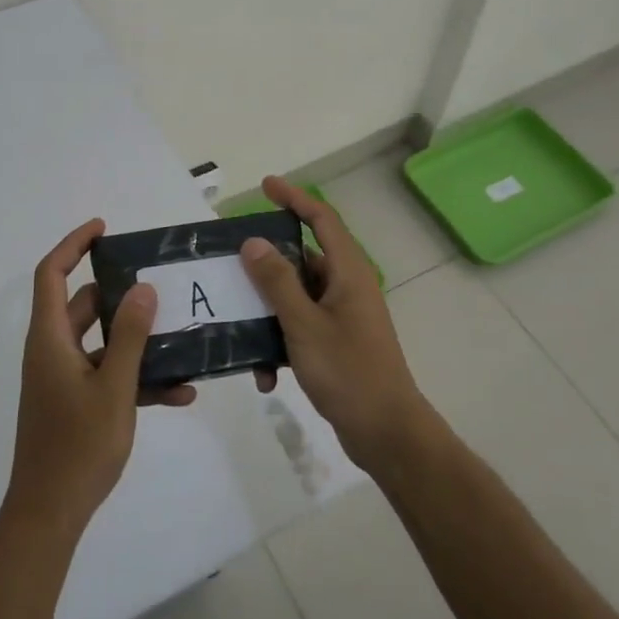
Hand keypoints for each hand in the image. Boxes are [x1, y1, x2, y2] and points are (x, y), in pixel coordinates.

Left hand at [5, 219, 195, 533]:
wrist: (49, 515)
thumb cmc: (78, 446)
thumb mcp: (113, 388)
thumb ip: (130, 336)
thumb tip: (144, 288)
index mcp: (50, 339)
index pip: (51, 273)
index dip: (73, 245)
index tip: (104, 229)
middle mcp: (53, 351)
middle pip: (83, 305)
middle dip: (121, 293)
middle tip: (158, 283)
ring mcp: (64, 379)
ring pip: (101, 342)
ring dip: (137, 340)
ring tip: (180, 335)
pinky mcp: (75, 403)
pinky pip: (107, 376)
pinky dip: (136, 378)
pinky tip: (180, 393)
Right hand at [240, 177, 428, 471]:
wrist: (386, 433)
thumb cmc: (348, 371)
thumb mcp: (304, 324)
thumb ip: (277, 281)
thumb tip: (254, 242)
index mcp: (348, 272)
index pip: (322, 219)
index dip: (295, 198)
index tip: (266, 185)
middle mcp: (348, 287)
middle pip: (303, 258)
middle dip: (268, 262)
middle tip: (233, 261)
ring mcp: (343, 316)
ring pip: (297, 297)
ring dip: (270, 312)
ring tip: (239, 326)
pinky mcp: (337, 342)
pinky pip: (301, 327)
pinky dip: (281, 342)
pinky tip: (265, 374)